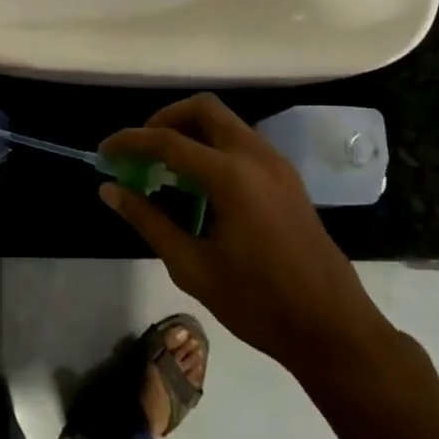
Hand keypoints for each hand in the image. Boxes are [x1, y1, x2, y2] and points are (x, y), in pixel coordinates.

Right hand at [100, 94, 395, 378]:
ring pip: (226, 122)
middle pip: (203, 109)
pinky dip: (214, 146)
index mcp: (231, 176)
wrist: (333, 329)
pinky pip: (242, 141)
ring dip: (191, 131)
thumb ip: (149, 221)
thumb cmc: (258, 303)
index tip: (105, 152)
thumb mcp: (192, 267)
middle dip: (165, 120)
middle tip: (142, 151)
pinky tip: (201, 184)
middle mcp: (256, 156)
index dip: (130, 141)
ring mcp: (277, 164)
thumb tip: (110, 191)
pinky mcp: (288, 178)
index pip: (168, 140)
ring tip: (166, 167)